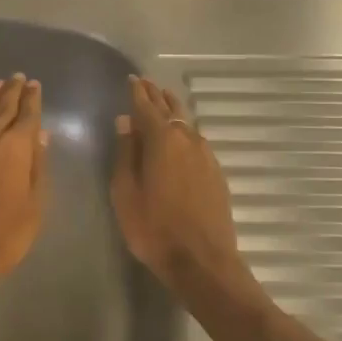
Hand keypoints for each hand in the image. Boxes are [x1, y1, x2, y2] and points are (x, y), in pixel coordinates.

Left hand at [0, 74, 48, 300]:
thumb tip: (40, 135)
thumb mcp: (34, 205)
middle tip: (18, 78)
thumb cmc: (3, 235)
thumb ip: (37, 167)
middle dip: (12, 92)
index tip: (35, 85)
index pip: (26, 115)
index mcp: (15, 148)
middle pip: (2, 108)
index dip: (32, 99)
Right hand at [110, 75, 244, 288]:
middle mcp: (186, 140)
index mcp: (161, 140)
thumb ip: (125, 153)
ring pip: (186, 123)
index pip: (146, 107)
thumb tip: (125, 122)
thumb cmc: (154, 228)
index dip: (137, 92)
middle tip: (145, 83)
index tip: (131, 79)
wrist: (203, 262)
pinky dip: (184, 129)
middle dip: (156, 95)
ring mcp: (206, 155)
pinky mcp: (216, 172)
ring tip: (163, 100)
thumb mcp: (125, 192)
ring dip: (173, 109)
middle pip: (169, 110)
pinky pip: (196, 139)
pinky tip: (182, 134)